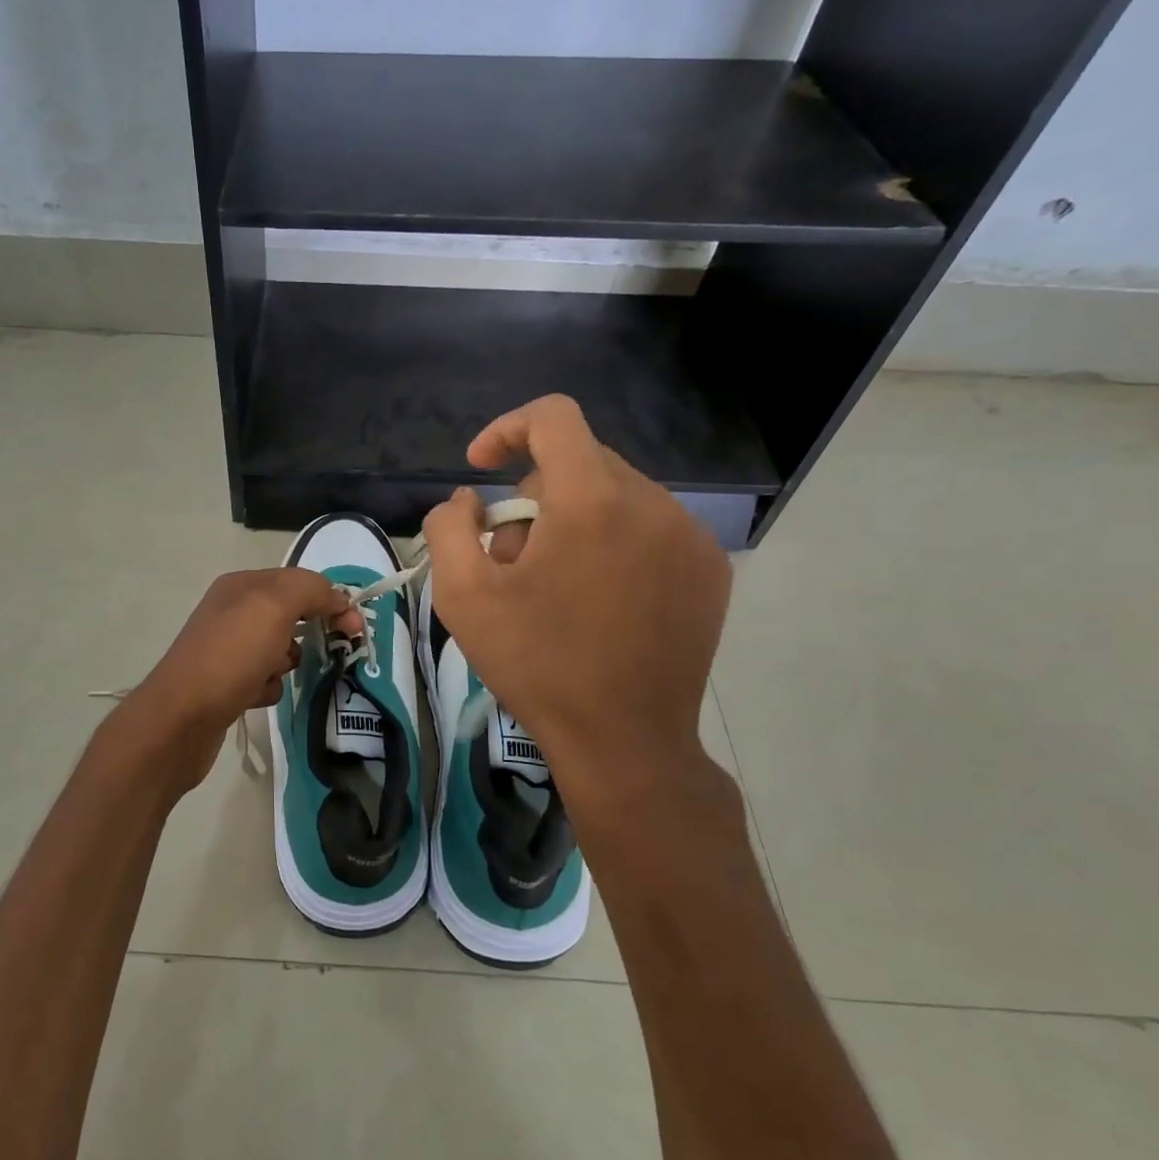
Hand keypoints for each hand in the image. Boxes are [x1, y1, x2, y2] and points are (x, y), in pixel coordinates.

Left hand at [121, 568, 358, 789]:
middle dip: (309, 632)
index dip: (330, 599)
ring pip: (280, 650)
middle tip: (328, 650)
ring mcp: (227, 649)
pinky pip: (265, 679)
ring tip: (273, 675)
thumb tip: (336, 597)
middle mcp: (233, 612)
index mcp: (242, 586)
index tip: (355, 628)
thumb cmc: (229, 656)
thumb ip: (309, 590)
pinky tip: (256, 696)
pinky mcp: (226, 684)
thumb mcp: (273, 607)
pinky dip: (268, 688)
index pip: (299, 581)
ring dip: (287, 663)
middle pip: (291, 615)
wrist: (180, 719)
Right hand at [421, 395, 732, 818]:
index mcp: (591, 501)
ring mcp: (690, 535)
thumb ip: (448, 527)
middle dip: (534, 493)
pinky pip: (651, 526)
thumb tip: (468, 500)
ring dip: (574, 518)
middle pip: (581, 459)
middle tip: (512, 556)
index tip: (480, 468)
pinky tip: (600, 598)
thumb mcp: (463, 596)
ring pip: (616, 493)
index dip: (507, 428)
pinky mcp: (710, 568)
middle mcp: (652, 503)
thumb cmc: (536, 665)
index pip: (554, 417)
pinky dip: (615, 541)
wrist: (625, 741)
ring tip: (555, 584)